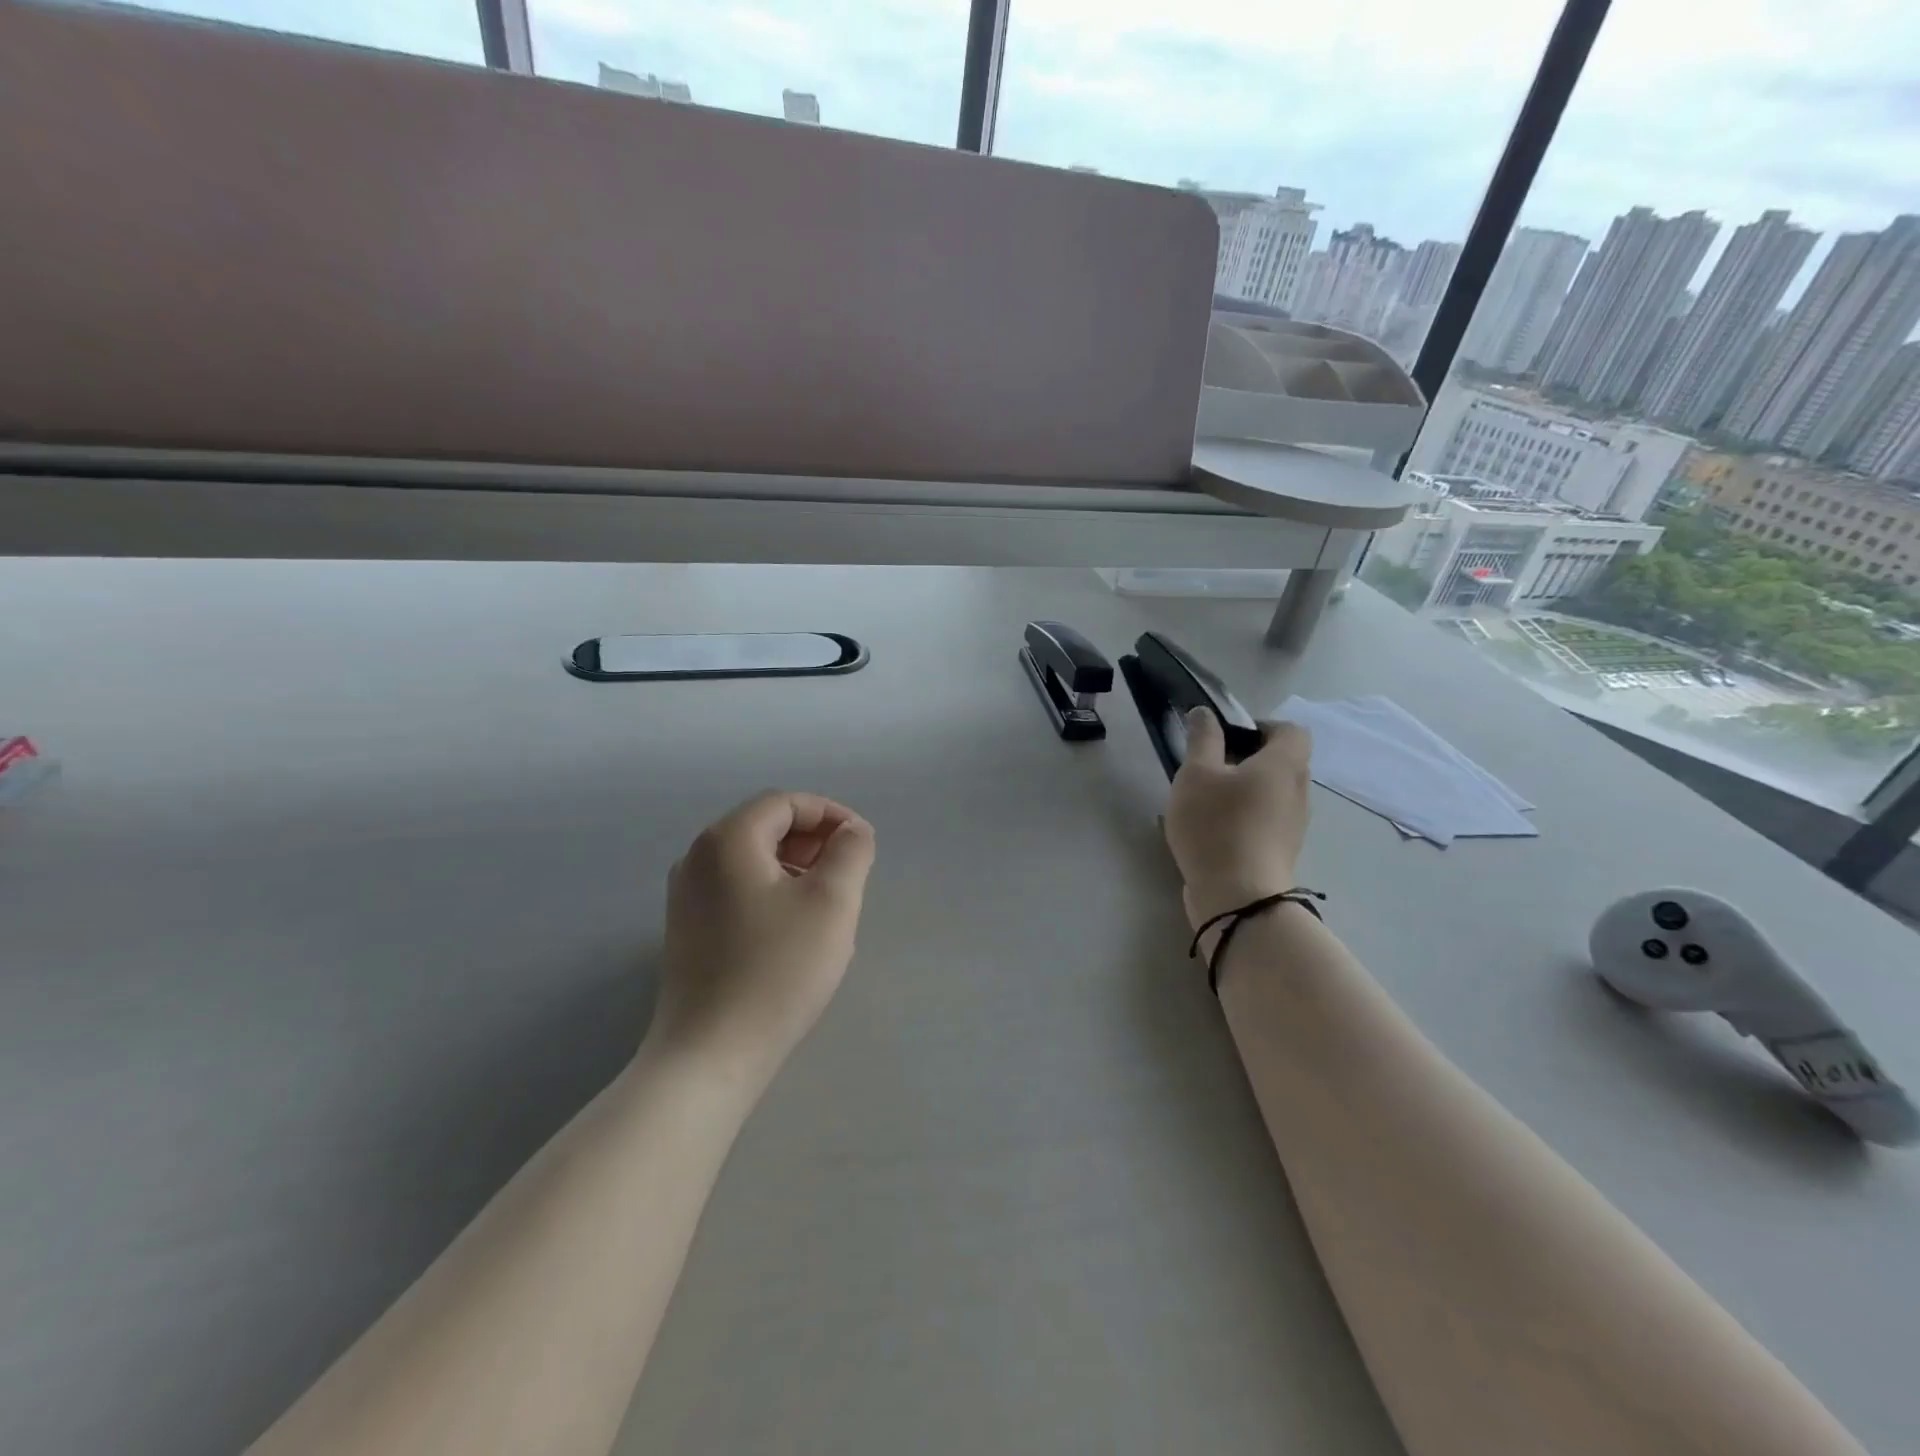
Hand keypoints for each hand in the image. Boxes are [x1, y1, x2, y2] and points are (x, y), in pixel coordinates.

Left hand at [651, 791, 875, 1085]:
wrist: (710, 1054)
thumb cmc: (777, 970)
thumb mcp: (832, 902)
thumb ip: (851, 851)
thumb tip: (852, 831)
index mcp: (727, 840)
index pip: (785, 803)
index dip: (830, 814)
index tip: (863, 843)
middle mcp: (697, 857)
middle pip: (765, 826)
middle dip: (814, 840)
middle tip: (849, 872)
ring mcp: (686, 895)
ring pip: (751, 859)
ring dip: (795, 866)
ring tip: (828, 901)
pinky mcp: (686, 929)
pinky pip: (736, 888)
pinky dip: (772, 890)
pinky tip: (795, 927)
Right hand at [1164, 709, 1312, 932]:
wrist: (1237, 898)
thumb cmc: (1216, 826)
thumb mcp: (1196, 775)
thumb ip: (1202, 739)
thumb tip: (1205, 713)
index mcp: (1284, 764)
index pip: (1291, 729)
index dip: (1261, 725)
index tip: (1226, 737)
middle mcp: (1298, 790)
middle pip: (1281, 760)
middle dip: (1247, 757)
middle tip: (1209, 766)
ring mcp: (1294, 824)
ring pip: (1272, 791)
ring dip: (1244, 788)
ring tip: (1206, 800)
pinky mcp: (1282, 850)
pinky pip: (1266, 818)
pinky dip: (1245, 814)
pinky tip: (1212, 829)